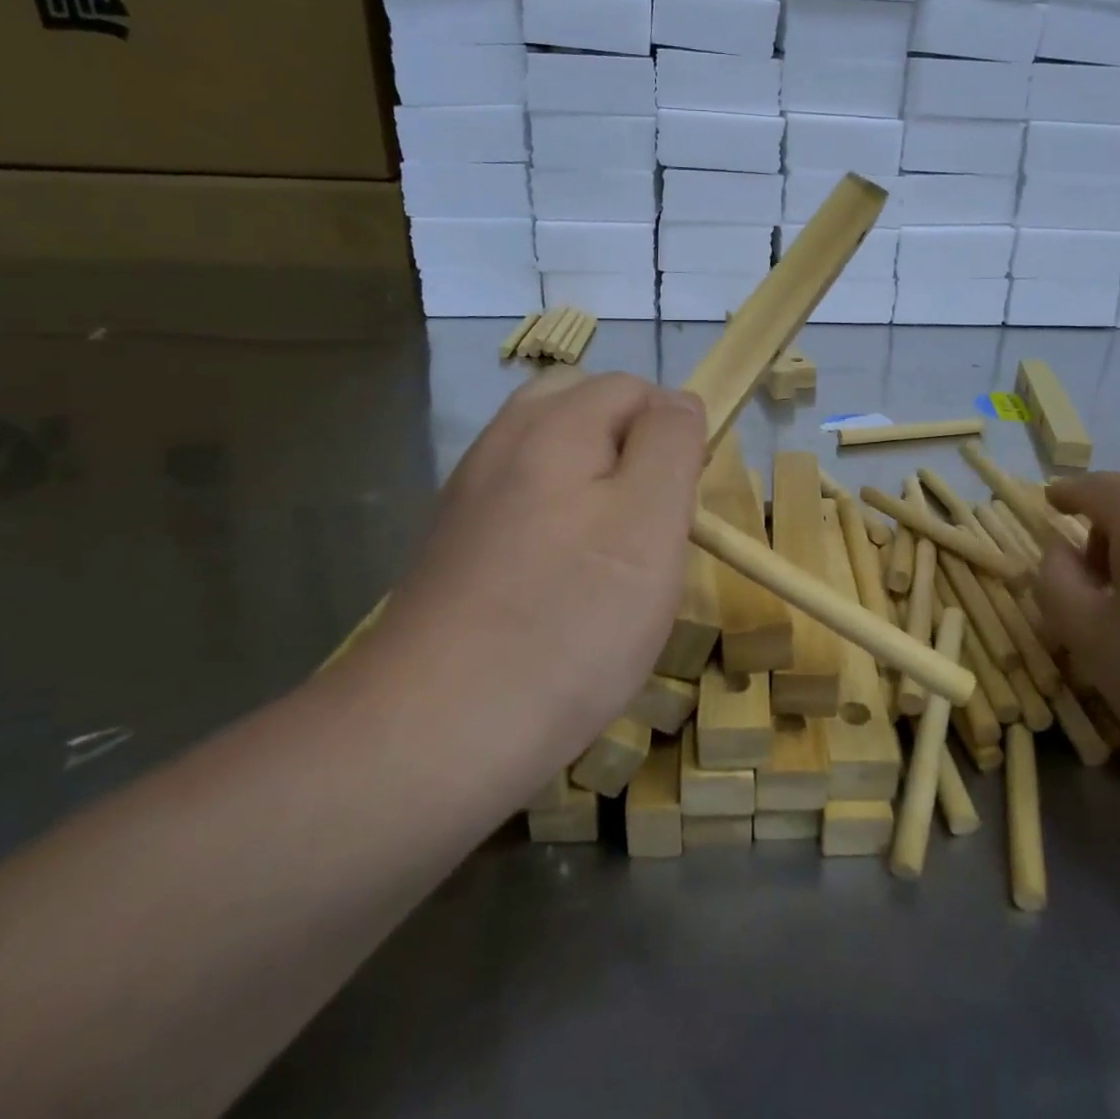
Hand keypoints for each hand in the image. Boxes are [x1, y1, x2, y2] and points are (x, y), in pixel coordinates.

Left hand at [356, 370, 706, 798]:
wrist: (438, 729)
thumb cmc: (569, 620)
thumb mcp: (649, 521)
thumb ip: (670, 444)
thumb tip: (678, 401)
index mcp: (553, 425)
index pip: (635, 389)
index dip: (672, 435)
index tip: (681, 505)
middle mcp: (503, 443)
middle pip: (583, 408)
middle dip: (630, 447)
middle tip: (651, 518)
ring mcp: (472, 494)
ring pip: (553, 455)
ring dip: (595, 482)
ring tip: (615, 550)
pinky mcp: (458, 543)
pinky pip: (523, 499)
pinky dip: (558, 517)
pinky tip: (564, 576)